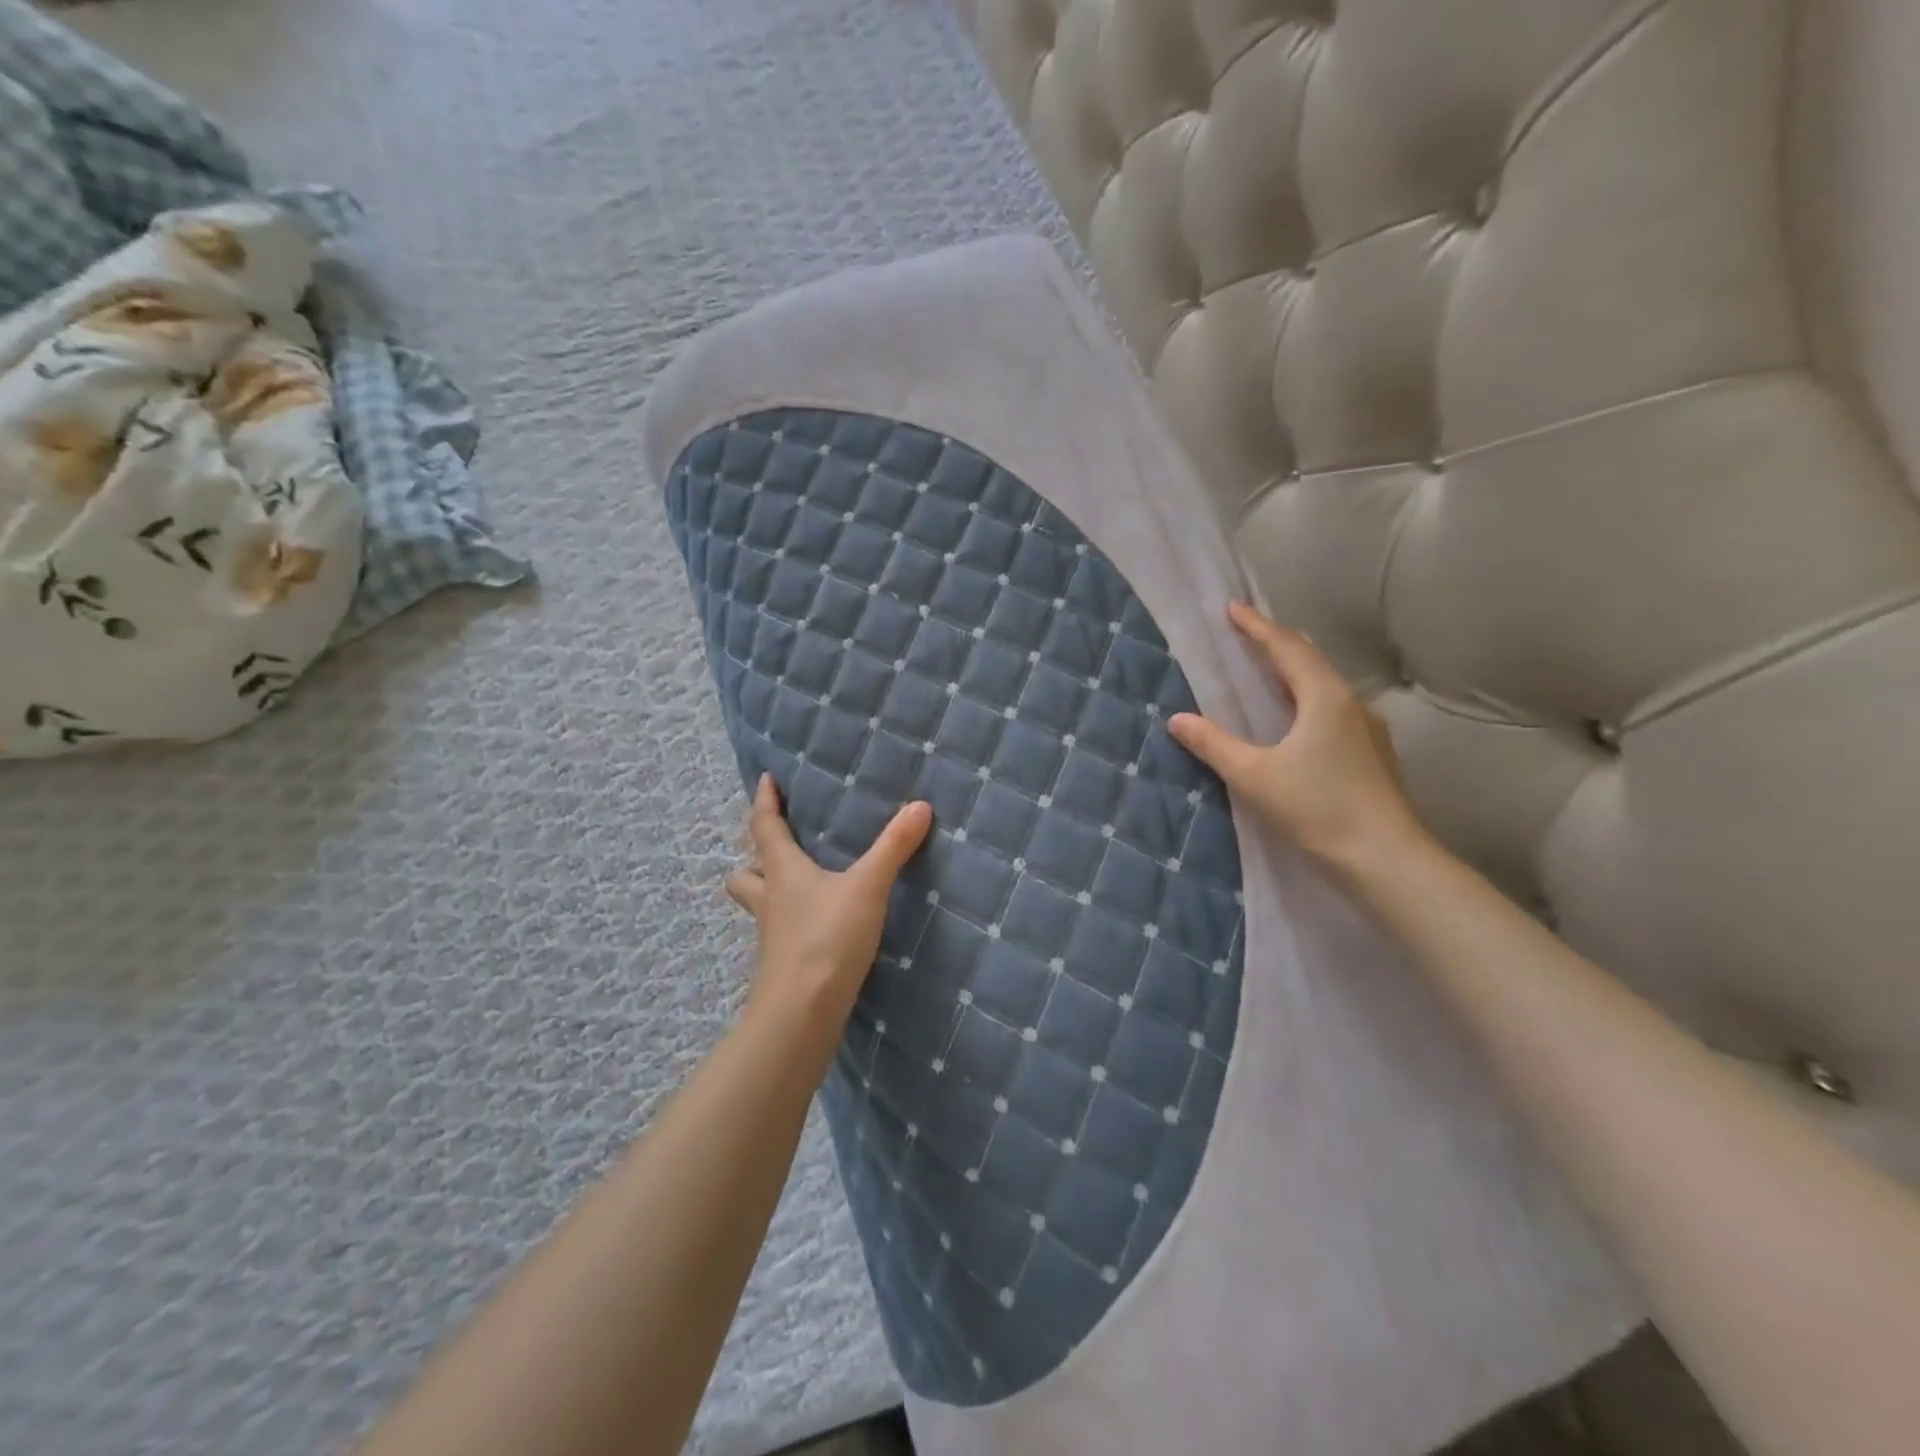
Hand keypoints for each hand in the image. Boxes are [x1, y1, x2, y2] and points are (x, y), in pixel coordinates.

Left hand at [725, 774, 932, 1032]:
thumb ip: (894, 847)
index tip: (765, 779)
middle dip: (756, 857)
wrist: (801, 1012)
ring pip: (759, 905)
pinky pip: (779, 932)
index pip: (764, 826)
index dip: (764, 801)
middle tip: (777, 847)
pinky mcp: (782, 963)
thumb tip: (920, 806)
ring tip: (796, 887)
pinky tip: (816, 927)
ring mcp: (771, 935)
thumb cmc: (827, 938)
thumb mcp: (867, 887)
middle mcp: (770, 900)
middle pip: (746, 872)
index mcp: (783, 871)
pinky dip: (790, 922)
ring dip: (769, 892)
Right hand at [1169, 602, 1427, 875]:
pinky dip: (1309, 700)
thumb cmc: (1317, 808)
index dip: (1257, 627)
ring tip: (1270, 673)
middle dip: (1279, 643)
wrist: (1385, 859)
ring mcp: (1369, 730)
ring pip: (1326, 686)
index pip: (1286, 648)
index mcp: (1324, 698)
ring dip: (1296, 673)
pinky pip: (1334, 710)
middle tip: (1251, 635)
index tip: (1233, 608)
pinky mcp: (1373, 755)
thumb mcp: (1254, 775)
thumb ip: (1214, 744)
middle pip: (1312, 660)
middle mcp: (1352, 704)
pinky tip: (1298, 721)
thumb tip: (1177, 719)